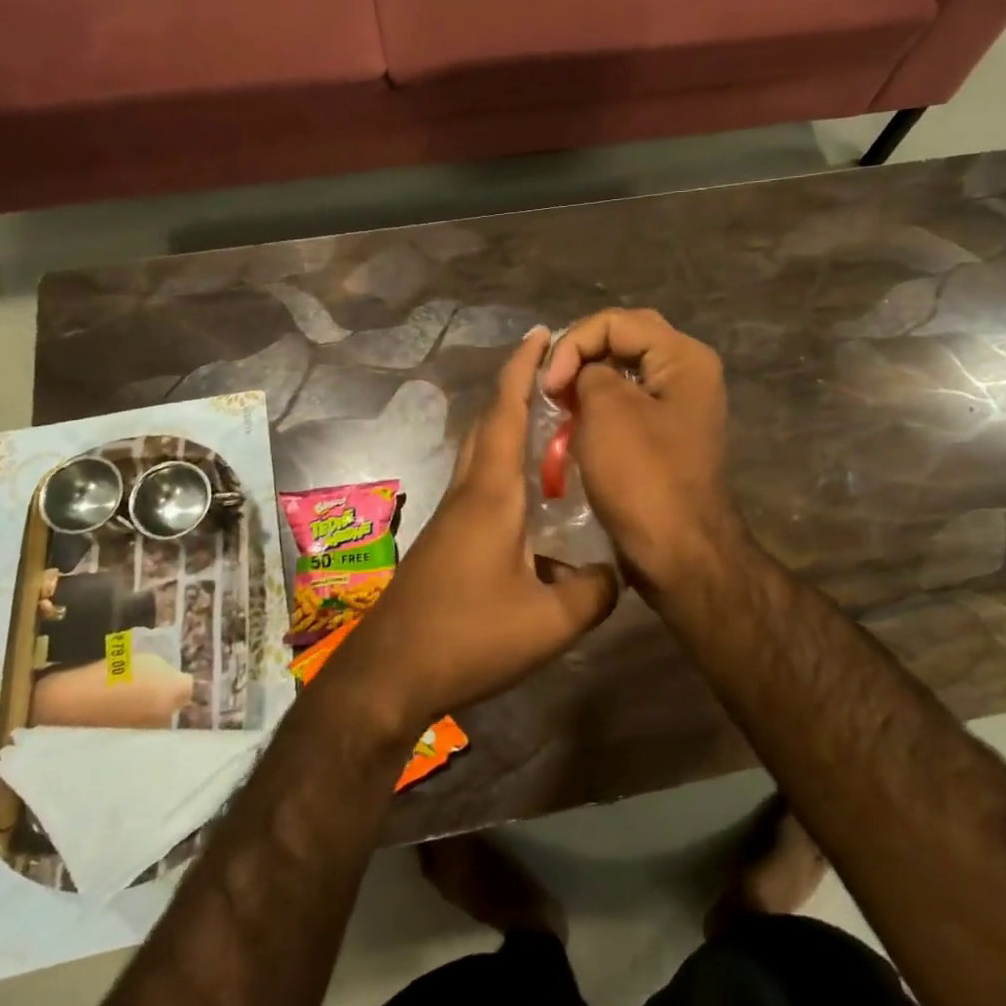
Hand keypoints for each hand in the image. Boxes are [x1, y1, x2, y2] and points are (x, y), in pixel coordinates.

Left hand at [339, 329, 618, 734]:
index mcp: (492, 494)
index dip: (523, 368)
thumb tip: (615, 571)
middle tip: (554, 371)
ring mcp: (451, 515)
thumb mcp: (550, 622)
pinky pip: (479, 482)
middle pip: (490, 423)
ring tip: (548, 421)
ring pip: (482, 452)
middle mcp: (468, 492)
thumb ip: (595, 592)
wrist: (391, 672)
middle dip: (516, 387)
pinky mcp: (445, 539)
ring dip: (508, 424)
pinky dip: (503, 464)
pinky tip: (528, 493)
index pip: (507, 413)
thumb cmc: (469, 637)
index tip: (540, 333)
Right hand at [542, 309, 741, 597]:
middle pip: (625, 339)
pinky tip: (577, 425)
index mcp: (684, 358)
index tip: (550, 386)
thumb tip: (586, 375)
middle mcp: (689, 373)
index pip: (616, 321)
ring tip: (560, 404)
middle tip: (553, 385)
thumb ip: (589, 372)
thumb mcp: (607, 410)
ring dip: (588, 382)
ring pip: (626, 372)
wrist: (679, 552)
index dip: (574, 343)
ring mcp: (681, 406)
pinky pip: (630, 404)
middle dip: (581, 355)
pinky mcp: (668, 436)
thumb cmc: (642, 478)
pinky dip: (600, 407)